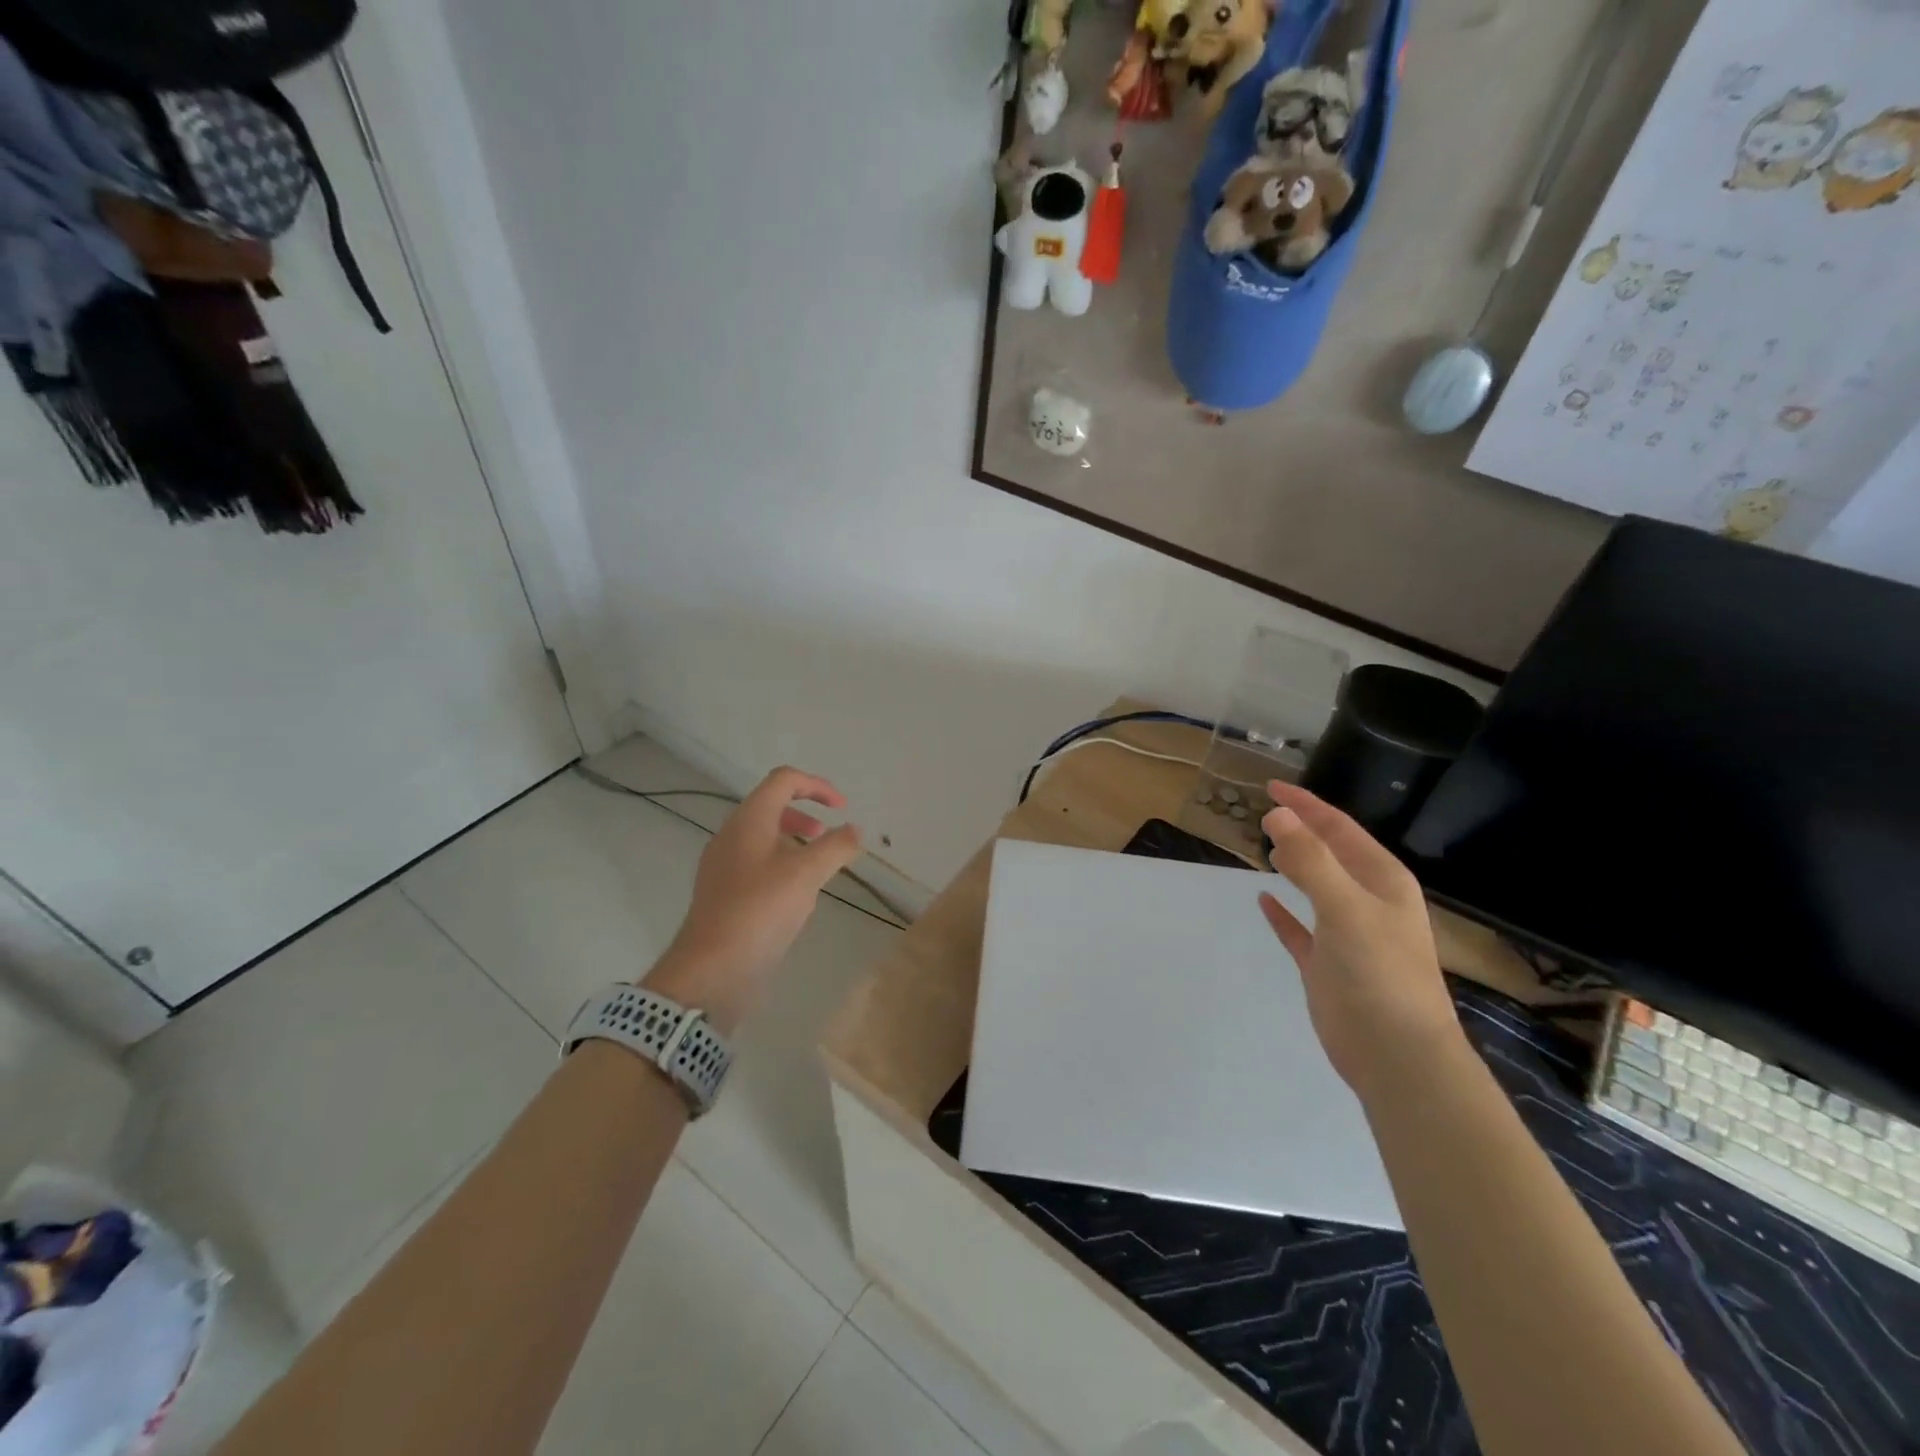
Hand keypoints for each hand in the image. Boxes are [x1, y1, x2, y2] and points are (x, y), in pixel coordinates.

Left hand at [643, 768, 861, 1034]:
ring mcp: (724, 866)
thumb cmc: (760, 911)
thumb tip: (854, 830)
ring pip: (764, 838)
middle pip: (771, 806)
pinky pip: (757, 865)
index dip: (817, 786)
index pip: (783, 780)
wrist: (712, 970)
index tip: (842, 808)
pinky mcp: (724, 894)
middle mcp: (732, 836)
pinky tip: (797, 897)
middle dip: (805, 814)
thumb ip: (835, 847)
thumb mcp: (806, 874)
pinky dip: (782, 866)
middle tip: (828, 836)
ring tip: (818, 868)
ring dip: (795, 842)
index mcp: (748, 821)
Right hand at [1257, 782, 1465, 1101]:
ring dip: (1293, 865)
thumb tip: (1277, 815)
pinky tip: (1264, 899)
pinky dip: (1283, 912)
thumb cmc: (1379, 973)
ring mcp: (1347, 934)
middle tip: (1263, 814)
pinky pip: (1300, 928)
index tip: (1270, 788)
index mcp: (1381, 881)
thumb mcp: (1346, 907)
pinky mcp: (1327, 964)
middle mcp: (1367, 901)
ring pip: (1315, 887)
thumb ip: (1310, 860)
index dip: (1306, 806)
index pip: (1339, 829)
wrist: (1397, 1056)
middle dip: (1300, 831)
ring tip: (1265, 847)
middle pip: (1329, 853)